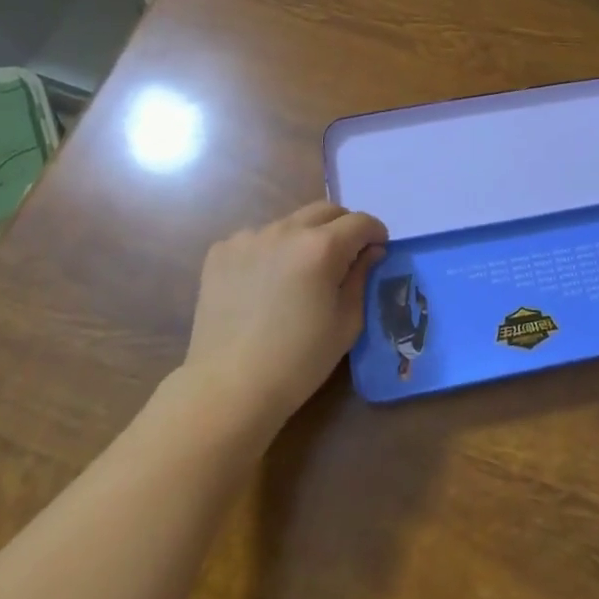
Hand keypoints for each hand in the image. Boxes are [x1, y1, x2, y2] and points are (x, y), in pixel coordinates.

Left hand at [182, 200, 387, 435]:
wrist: (229, 387)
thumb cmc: (299, 361)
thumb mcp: (346, 323)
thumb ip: (362, 277)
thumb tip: (370, 252)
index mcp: (322, 247)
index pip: (360, 222)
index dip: (375, 233)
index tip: (377, 250)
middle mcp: (286, 230)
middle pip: (325, 210)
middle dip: (343, 227)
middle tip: (345, 256)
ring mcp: (249, 237)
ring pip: (289, 223)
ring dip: (304, 238)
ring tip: (299, 273)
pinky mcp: (221, 251)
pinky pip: (256, 239)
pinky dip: (269, 252)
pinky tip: (264, 285)